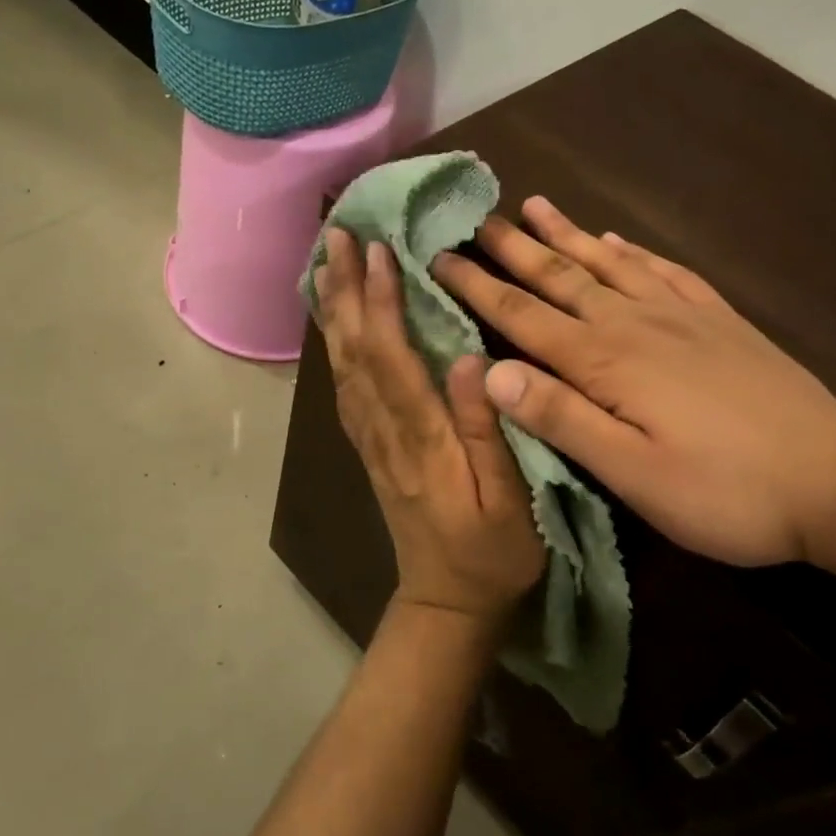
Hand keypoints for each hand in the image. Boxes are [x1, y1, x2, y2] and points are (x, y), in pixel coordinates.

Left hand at [313, 228, 545, 623]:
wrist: (446, 601)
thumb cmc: (491, 553)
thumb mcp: (510, 499)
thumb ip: (487, 430)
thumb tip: (468, 360)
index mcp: (421, 437)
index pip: (392, 357)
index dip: (381, 301)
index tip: (377, 250)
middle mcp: (384, 430)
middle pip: (356, 351)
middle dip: (345, 289)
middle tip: (335, 234)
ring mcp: (370, 439)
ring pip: (342, 365)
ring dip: (333, 310)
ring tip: (326, 263)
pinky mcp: (369, 447)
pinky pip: (344, 386)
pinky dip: (335, 345)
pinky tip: (335, 323)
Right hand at [433, 198, 835, 583]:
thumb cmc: (723, 489)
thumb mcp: (631, 472)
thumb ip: (559, 418)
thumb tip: (490, 371)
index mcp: (605, 361)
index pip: (523, 315)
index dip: (478, 286)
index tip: (438, 256)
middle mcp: (634, 323)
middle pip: (561, 277)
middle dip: (513, 247)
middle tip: (476, 217)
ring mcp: (680, 316)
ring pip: (609, 263)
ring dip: (568, 235)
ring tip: (535, 204)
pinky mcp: (718, 320)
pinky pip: (665, 270)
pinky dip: (634, 250)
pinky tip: (618, 238)